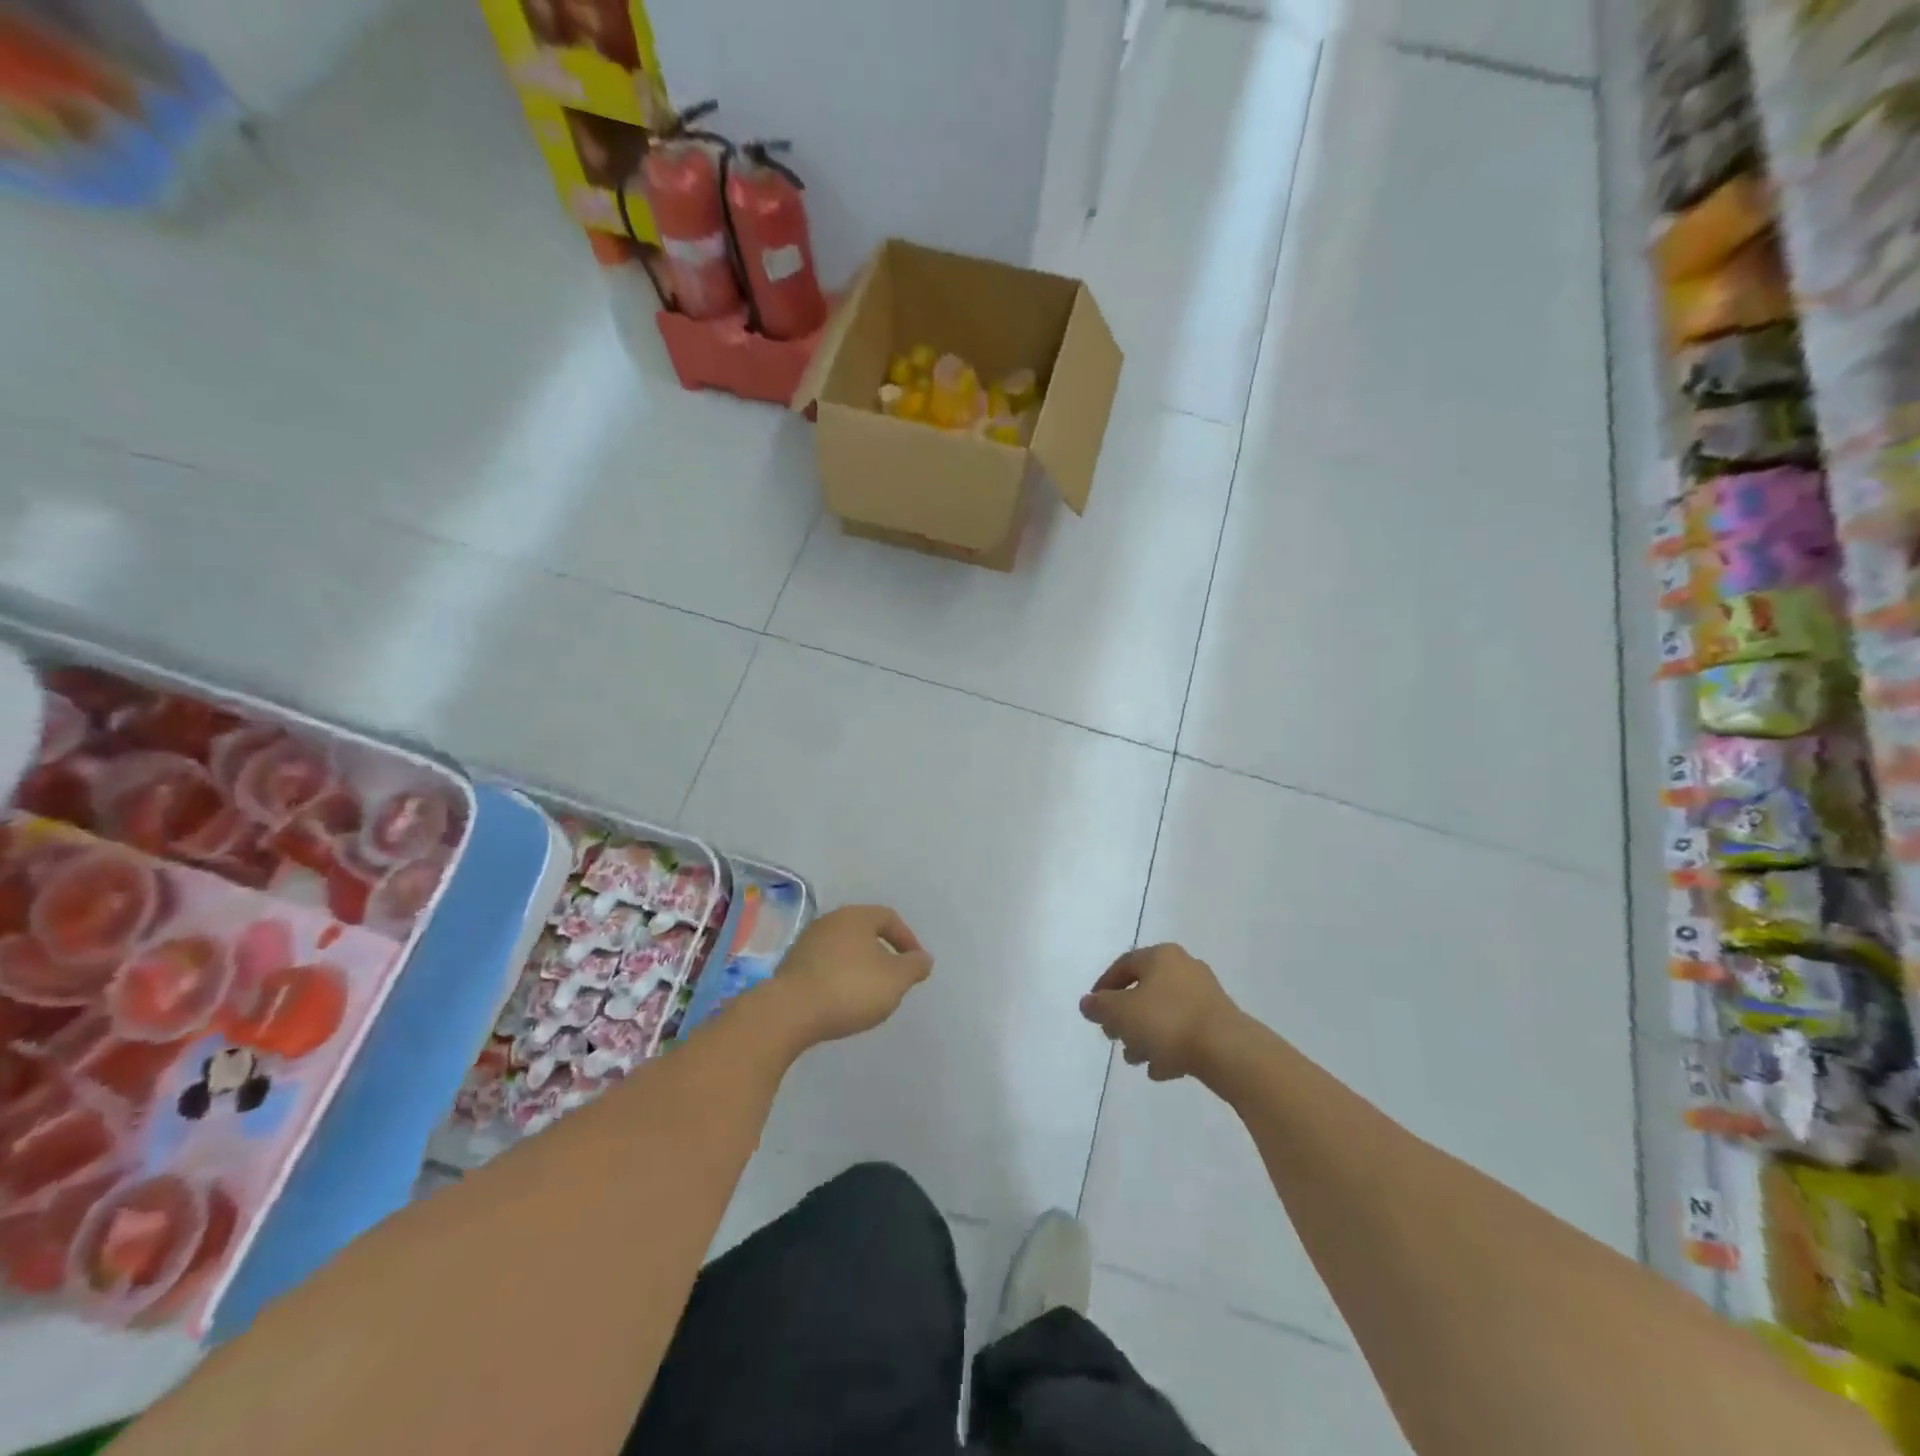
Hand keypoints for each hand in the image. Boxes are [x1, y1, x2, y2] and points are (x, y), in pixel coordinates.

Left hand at [761, 905, 932, 1051]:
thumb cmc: (850, 988)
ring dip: (859, 966)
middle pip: (864, 931)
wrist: (789, 1012)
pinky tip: (842, 1000)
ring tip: (869, 993)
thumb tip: (923, 958)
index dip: (907, 939)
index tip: (915, 964)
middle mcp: (830, 921)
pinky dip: (839, 978)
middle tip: (893, 977)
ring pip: (843, 949)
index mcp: (856, 916)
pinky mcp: (791, 966)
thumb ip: (914, 966)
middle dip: (882, 953)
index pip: (888, 918)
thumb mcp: (895, 980)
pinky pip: (825, 966)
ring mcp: (806, 942)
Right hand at [1080, 944, 1239, 1081]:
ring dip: (1145, 1035)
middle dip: (1125, 1016)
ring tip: (1134, 1059)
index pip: (1124, 964)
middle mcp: (1184, 968)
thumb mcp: (1122, 1013)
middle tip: (1113, 1036)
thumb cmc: (1168, 1022)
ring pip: (1164, 1013)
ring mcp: (1205, 995)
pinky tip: (1159, 1069)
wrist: (1228, 1051)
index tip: (1093, 1010)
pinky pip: (1184, 1030)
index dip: (1104, 987)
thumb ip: (1100, 1007)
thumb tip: (1088, 1003)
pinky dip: (1168, 1046)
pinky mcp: (1219, 1022)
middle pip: (1144, 990)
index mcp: (1161, 956)